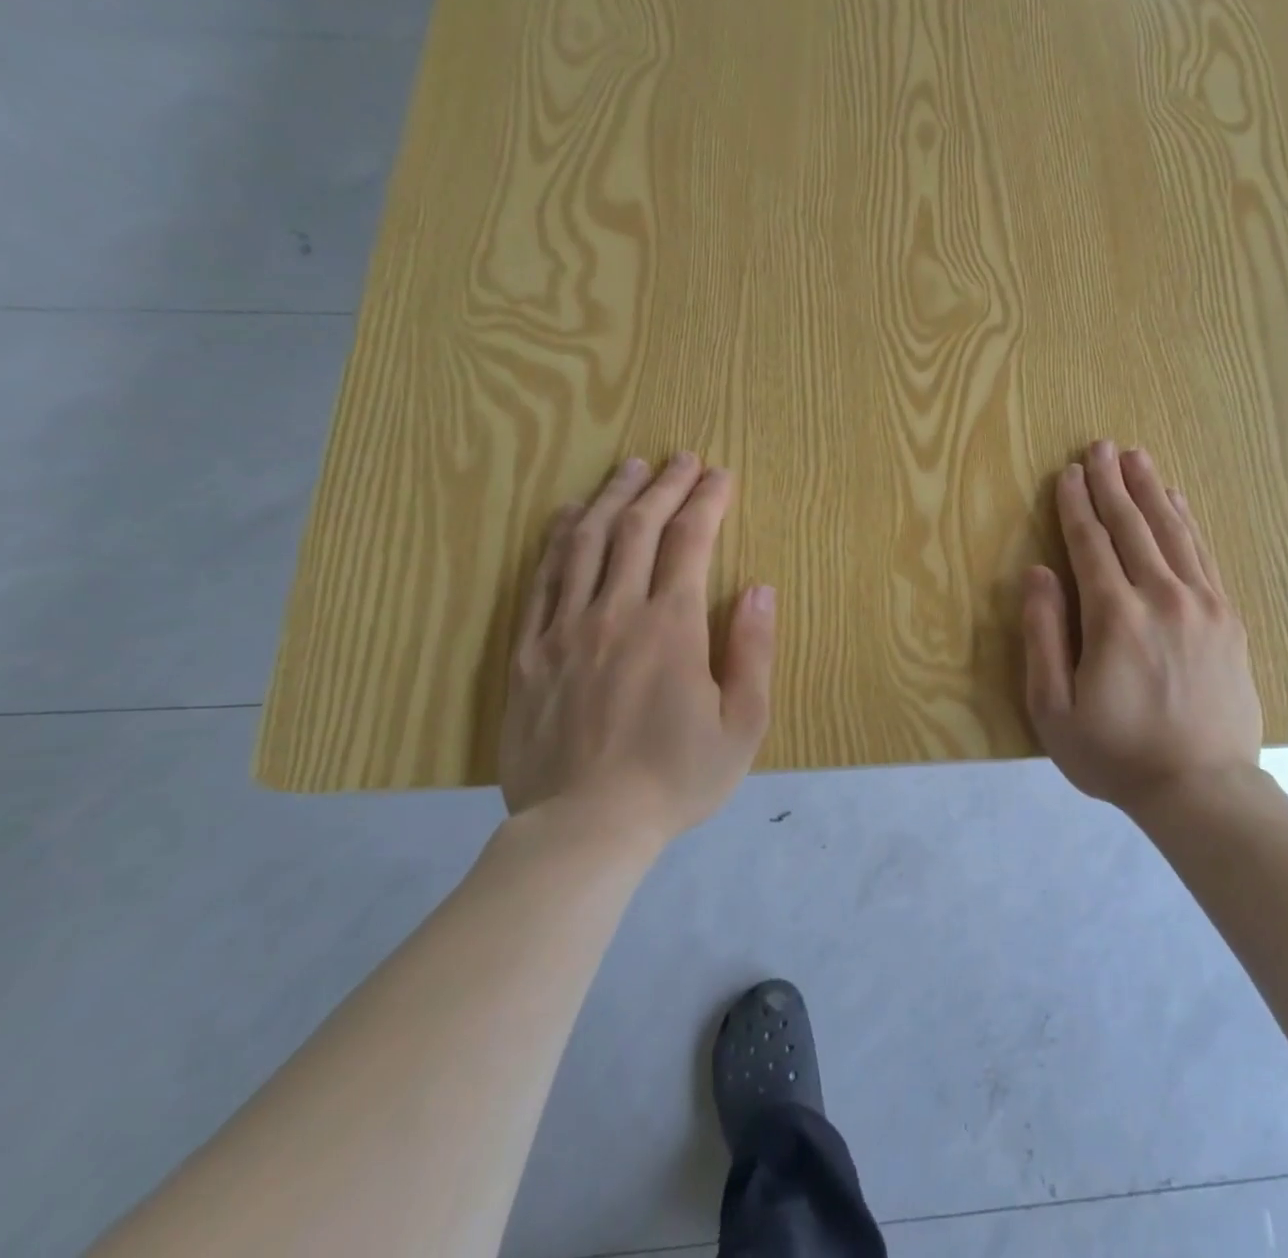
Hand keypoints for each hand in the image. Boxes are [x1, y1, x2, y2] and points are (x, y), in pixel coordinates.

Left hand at [498, 452, 776, 849]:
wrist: (584, 829)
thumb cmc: (676, 778)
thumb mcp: (742, 725)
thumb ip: (753, 651)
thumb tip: (758, 589)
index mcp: (671, 626)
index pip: (691, 541)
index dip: (708, 501)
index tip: (720, 474)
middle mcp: (616, 612)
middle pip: (638, 528)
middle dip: (663, 485)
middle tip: (680, 458)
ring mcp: (565, 628)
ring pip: (587, 542)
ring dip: (611, 498)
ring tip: (629, 468)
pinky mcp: (529, 651)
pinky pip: (541, 580)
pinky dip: (558, 539)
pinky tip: (569, 516)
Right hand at [1022, 441, 1264, 812]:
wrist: (1204, 790)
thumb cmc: (1116, 754)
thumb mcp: (1054, 708)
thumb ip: (1043, 635)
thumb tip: (1038, 572)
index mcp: (1115, 617)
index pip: (1091, 544)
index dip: (1076, 505)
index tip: (1068, 472)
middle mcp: (1163, 597)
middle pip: (1133, 526)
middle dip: (1112, 483)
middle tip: (1099, 445)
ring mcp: (1203, 604)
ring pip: (1173, 531)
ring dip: (1151, 490)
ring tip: (1136, 457)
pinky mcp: (1228, 617)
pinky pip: (1204, 554)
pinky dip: (1187, 522)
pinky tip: (1177, 501)